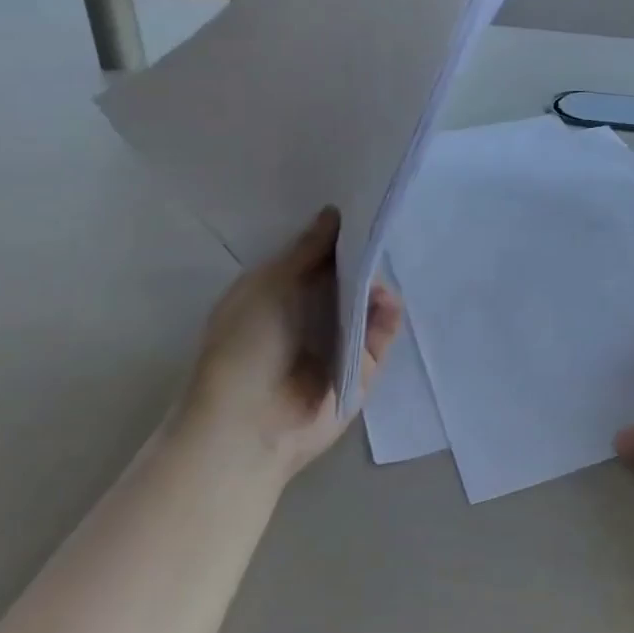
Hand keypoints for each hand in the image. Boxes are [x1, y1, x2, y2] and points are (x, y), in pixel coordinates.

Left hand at [182, 207, 402, 479]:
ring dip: (377, 286)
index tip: (362, 207)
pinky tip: (388, 301)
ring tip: (384, 271)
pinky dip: (387, 318)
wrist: (248, 426)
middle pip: (347, 278)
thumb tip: (334, 212)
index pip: (317, 257)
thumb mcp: (269, 284)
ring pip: (368, 304)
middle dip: (364, 257)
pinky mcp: (362, 369)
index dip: (337, 235)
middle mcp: (310, 316)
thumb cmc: (245, 346)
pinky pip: (382, 336)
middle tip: (384, 230)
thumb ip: (307, 250)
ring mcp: (338, 344)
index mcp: (280, 294)